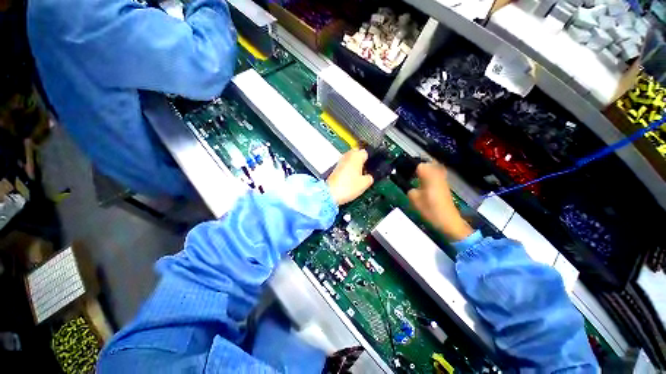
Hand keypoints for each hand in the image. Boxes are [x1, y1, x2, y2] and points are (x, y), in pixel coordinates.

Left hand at [327, 149, 373, 204]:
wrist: (330, 193)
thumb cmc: (348, 186)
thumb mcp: (365, 183)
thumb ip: (370, 177)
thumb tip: (369, 177)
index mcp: (356, 156)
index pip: (365, 152)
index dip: (369, 160)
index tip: (370, 167)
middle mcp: (347, 156)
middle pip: (356, 154)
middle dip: (360, 161)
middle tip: (364, 171)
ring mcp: (340, 162)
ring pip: (349, 160)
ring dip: (353, 166)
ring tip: (357, 177)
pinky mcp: (334, 169)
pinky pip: (344, 166)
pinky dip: (347, 170)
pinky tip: (349, 179)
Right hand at [408, 163, 472, 241]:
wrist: (448, 220)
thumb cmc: (430, 208)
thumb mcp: (414, 199)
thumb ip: (409, 189)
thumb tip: (410, 186)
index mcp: (429, 175)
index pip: (419, 165)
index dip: (410, 167)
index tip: (404, 172)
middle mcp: (437, 174)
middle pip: (428, 164)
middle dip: (419, 167)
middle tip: (410, 174)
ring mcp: (443, 180)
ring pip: (433, 169)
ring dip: (425, 172)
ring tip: (416, 179)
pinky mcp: (445, 186)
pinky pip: (436, 176)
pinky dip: (429, 177)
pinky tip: (424, 185)